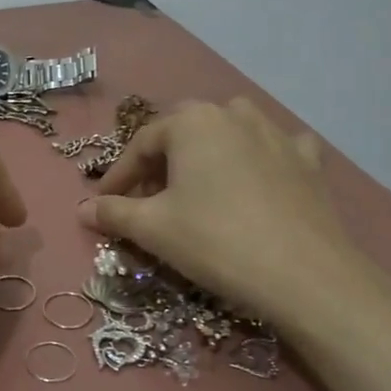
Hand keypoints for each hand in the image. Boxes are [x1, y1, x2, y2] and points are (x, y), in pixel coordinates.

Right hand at [79, 98, 390, 342]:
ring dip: (208, 154)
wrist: (305, 275)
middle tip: (147, 199)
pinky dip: (261, 159)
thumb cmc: (215, 241)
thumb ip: (112, 212)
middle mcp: (233, 115)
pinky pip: (276, 148)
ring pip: (229, 133)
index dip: (118, 176)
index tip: (103, 204)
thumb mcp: (152, 228)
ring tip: (198, 187)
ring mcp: (276, 134)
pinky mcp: (308, 162)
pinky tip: (259, 178)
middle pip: (184, 133)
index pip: (141, 145)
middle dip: (160, 164)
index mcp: (192, 122)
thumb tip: (82, 209)